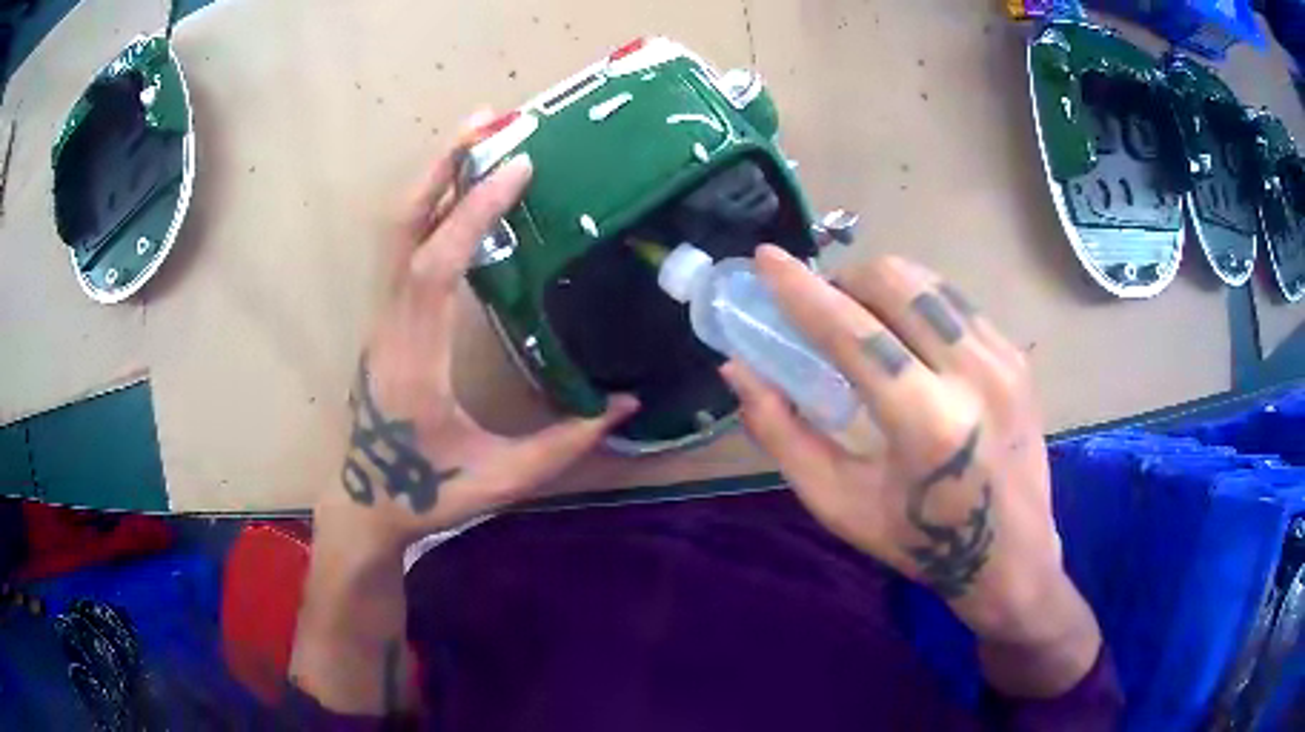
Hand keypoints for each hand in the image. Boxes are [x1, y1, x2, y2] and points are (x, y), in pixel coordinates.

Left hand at [319, 123, 637, 555]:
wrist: (368, 503)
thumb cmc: (429, 494)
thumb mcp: (503, 479)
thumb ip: (565, 443)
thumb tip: (626, 405)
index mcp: (416, 361)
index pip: (436, 267)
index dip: (474, 213)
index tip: (517, 169)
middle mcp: (390, 327)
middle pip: (401, 227)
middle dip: (442, 167)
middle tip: (485, 121)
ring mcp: (381, 319)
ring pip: (395, 231)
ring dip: (433, 178)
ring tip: (476, 138)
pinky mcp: (385, 319)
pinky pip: (401, 247)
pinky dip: (429, 206)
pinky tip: (460, 191)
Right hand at [721, 247, 1098, 691]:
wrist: (1011, 556)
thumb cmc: (920, 542)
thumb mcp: (839, 502)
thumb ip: (783, 434)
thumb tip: (740, 370)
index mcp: (926, 422)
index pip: (854, 331)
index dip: (801, 290)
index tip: (766, 259)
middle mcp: (972, 374)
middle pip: (895, 283)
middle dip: (845, 281)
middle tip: (824, 312)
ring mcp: (1003, 359)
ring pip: (927, 282)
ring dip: (881, 288)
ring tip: (865, 322)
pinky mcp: (1017, 357)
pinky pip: (955, 302)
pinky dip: (918, 304)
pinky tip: (910, 340)